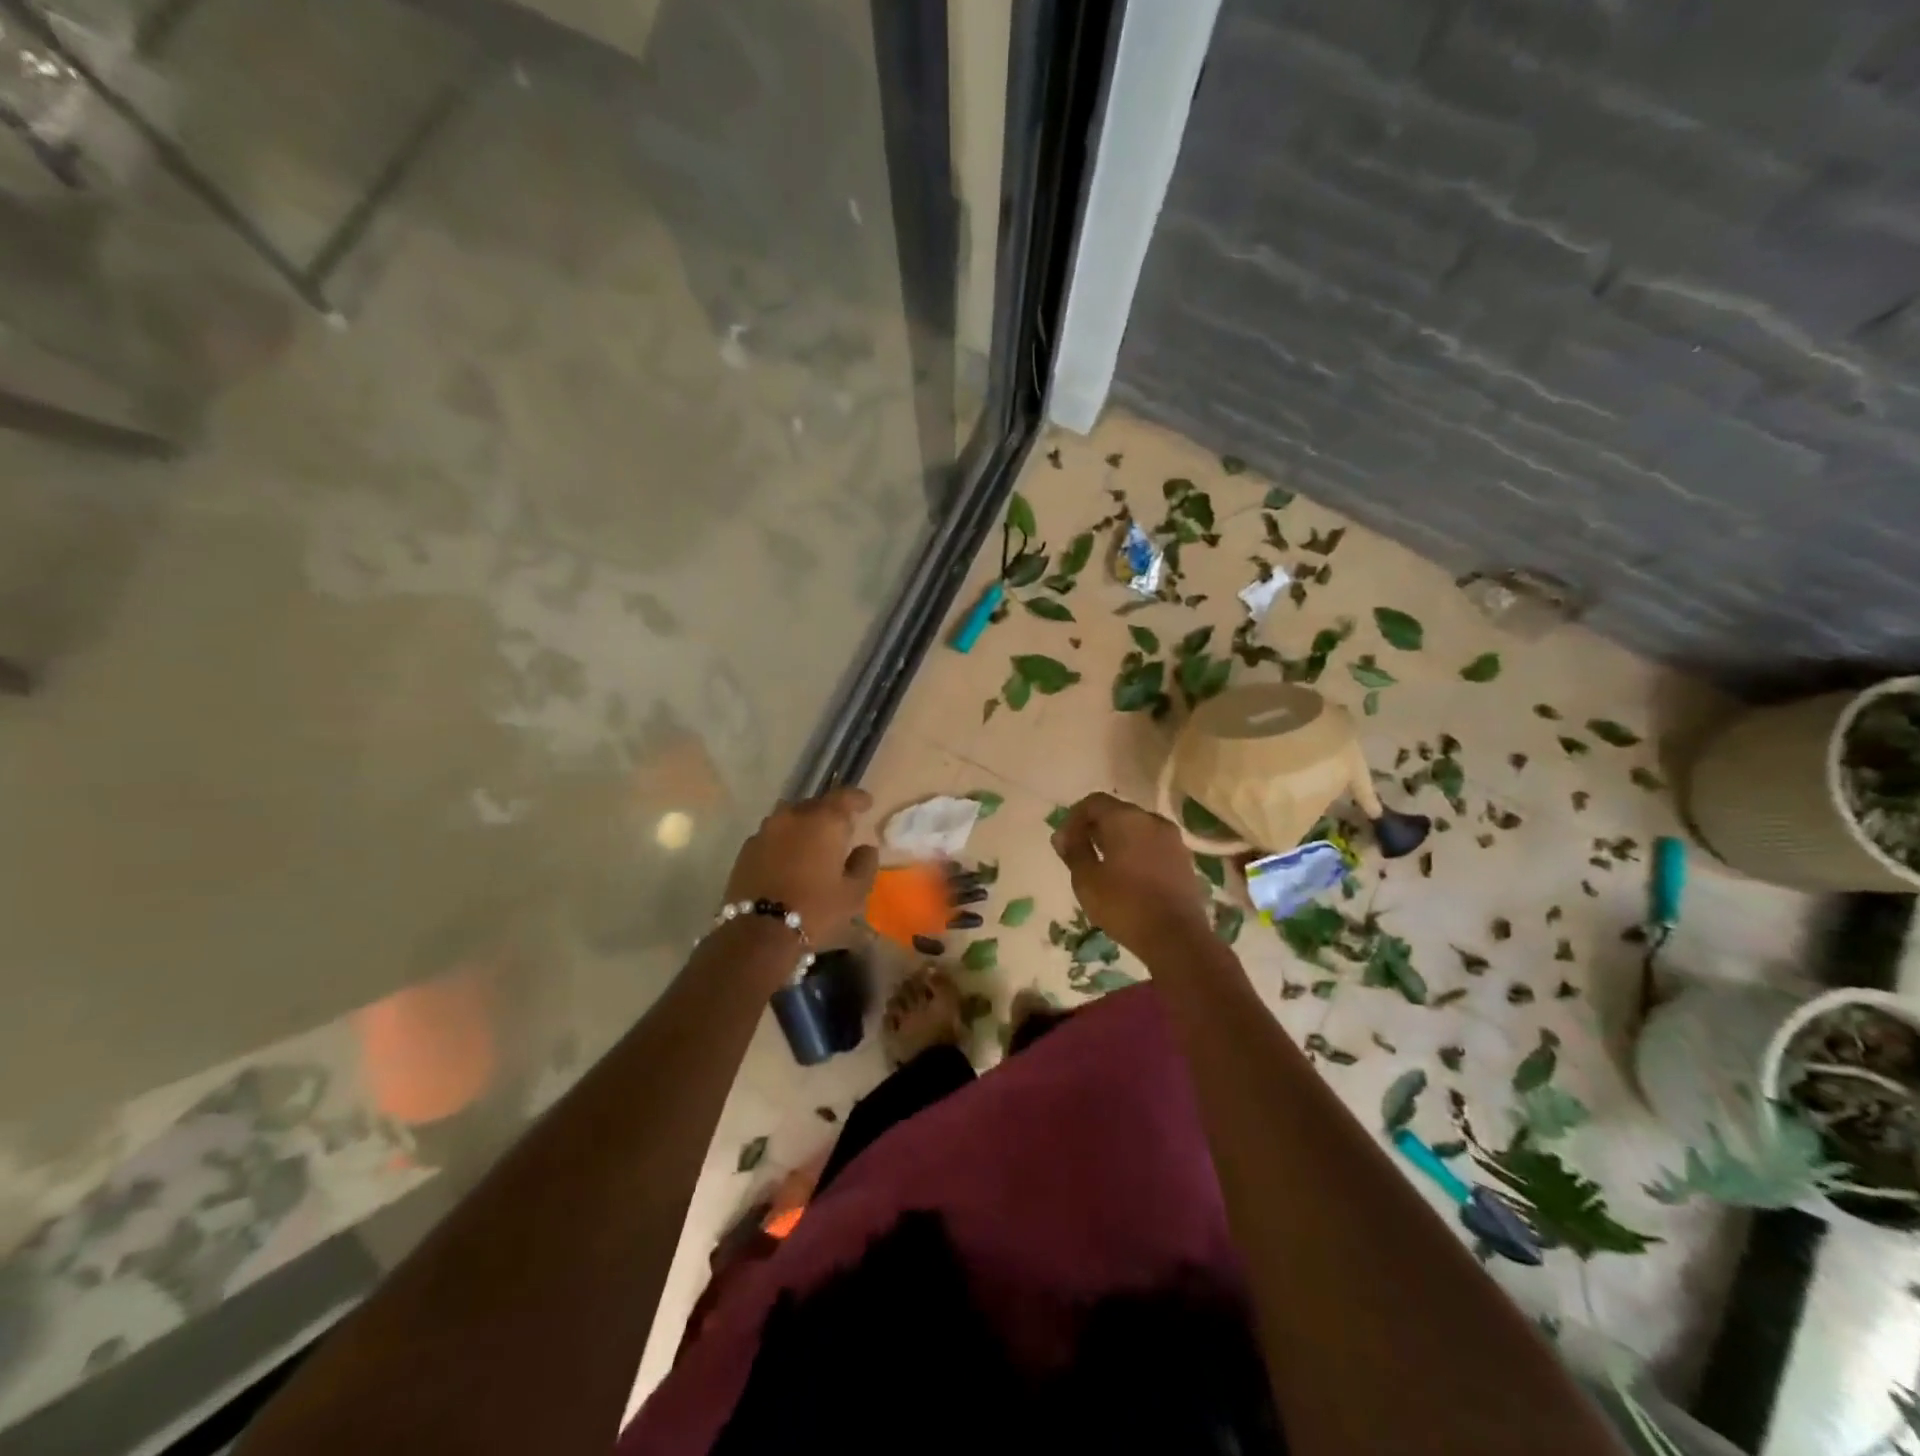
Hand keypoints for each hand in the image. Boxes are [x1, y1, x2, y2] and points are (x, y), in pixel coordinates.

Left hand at [724, 787, 878, 946]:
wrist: (758, 933)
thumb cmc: (816, 910)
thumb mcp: (854, 893)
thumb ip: (865, 864)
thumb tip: (865, 848)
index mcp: (824, 821)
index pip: (845, 796)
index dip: (858, 799)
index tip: (866, 804)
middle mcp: (793, 816)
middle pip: (816, 804)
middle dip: (830, 813)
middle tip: (840, 830)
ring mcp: (766, 830)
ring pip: (791, 818)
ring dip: (804, 825)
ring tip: (812, 843)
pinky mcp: (747, 849)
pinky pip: (773, 835)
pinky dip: (784, 841)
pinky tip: (789, 859)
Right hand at [1051, 793, 1211, 959]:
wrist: (1177, 938)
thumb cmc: (1124, 905)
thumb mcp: (1086, 880)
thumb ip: (1073, 851)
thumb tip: (1062, 835)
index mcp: (1126, 818)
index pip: (1094, 802)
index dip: (1074, 818)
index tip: (1064, 842)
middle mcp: (1152, 820)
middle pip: (1117, 812)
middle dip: (1095, 828)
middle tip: (1080, 853)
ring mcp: (1172, 839)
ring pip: (1137, 829)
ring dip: (1117, 840)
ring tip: (1102, 867)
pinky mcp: (1184, 860)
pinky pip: (1152, 845)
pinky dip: (1136, 852)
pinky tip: (1127, 877)